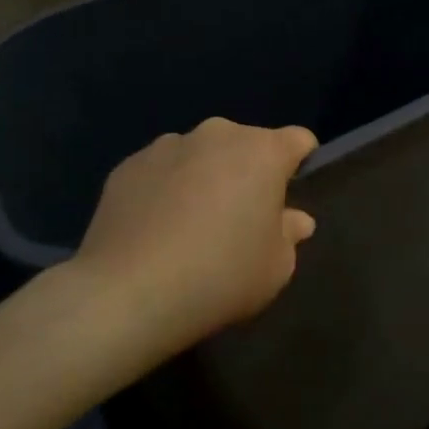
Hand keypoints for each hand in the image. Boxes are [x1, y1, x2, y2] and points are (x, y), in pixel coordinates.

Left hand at [58, 118, 318, 376]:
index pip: (298, 140)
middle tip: (241, 217)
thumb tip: (295, 219)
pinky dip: (167, 189)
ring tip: (192, 224)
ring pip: (201, 154)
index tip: (290, 195)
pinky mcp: (128, 165)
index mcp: (263, 151)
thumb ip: (290, 234)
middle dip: (250, 171)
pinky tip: (156, 229)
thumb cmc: (221, 276)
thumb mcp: (276, 267)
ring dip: (206, 176)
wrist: (128, 293)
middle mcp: (217, 135)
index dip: (300, 163)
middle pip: (247, 144)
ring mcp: (168, 146)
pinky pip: (162, 170)